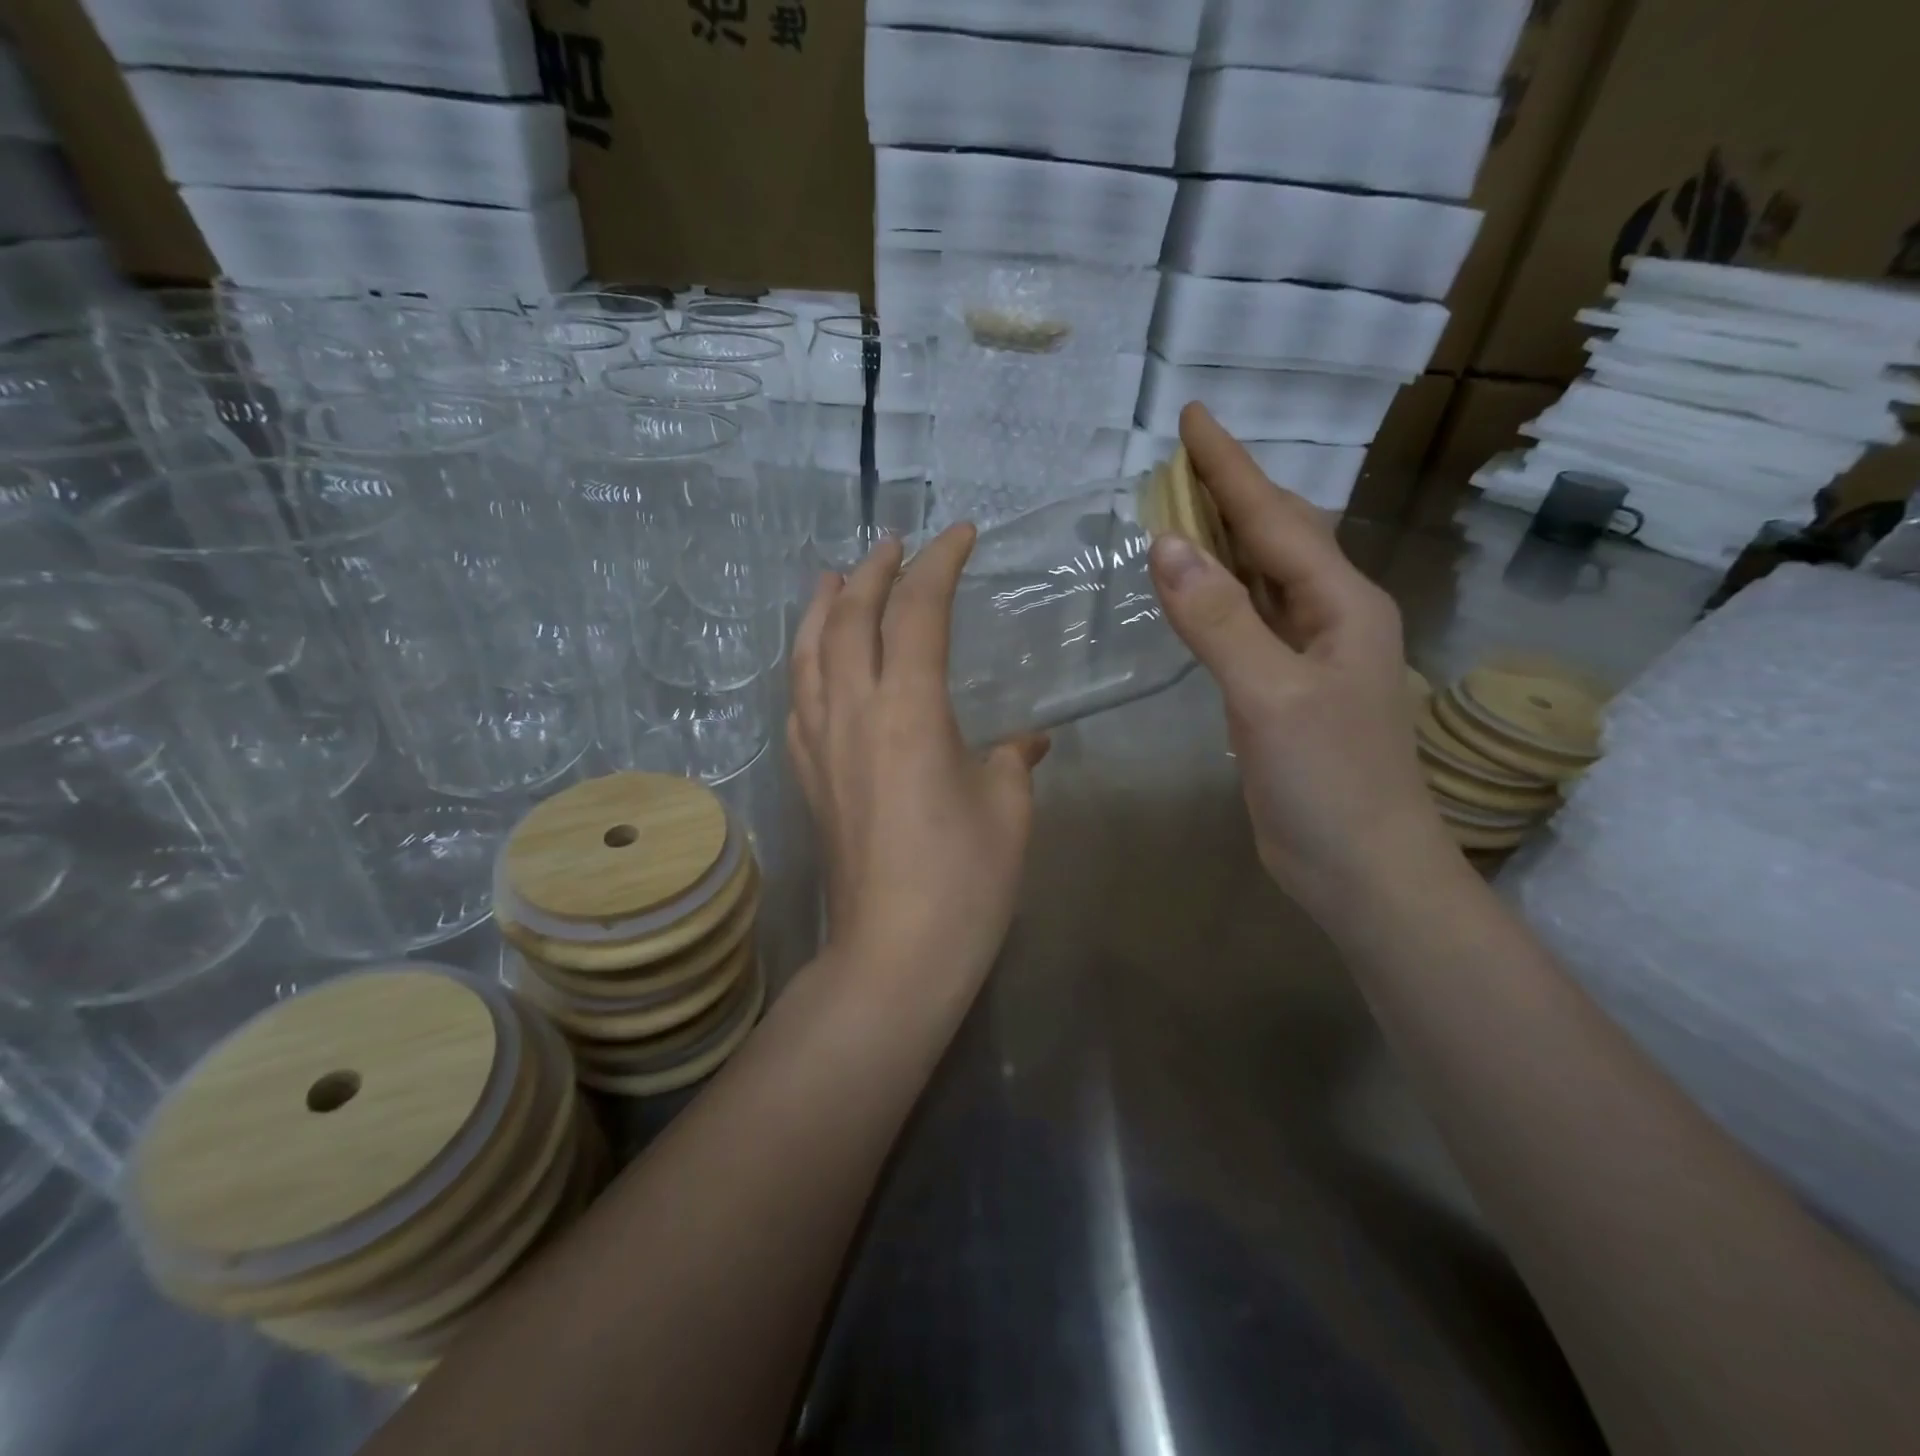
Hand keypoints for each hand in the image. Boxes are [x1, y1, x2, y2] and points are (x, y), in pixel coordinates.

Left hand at [788, 527, 1048, 989]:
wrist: (894, 954)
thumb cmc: (965, 880)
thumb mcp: (1007, 808)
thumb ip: (1013, 759)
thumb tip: (1029, 741)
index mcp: (909, 710)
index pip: (918, 612)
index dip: (939, 564)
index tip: (961, 535)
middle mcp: (852, 713)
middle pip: (851, 619)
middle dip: (873, 571)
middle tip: (894, 544)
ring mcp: (820, 745)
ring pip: (809, 654)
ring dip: (823, 607)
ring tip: (832, 578)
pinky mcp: (808, 777)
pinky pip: (797, 700)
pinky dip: (806, 664)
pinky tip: (815, 663)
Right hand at [1148, 404, 1450, 916]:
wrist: (1361, 867)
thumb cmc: (1329, 781)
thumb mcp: (1271, 696)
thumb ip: (1219, 620)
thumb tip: (1164, 544)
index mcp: (1342, 605)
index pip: (1275, 518)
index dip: (1230, 467)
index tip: (1192, 416)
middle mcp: (1331, 617)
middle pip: (1276, 536)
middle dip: (1229, 491)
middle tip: (1179, 457)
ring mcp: (1309, 656)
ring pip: (1261, 578)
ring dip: (1222, 540)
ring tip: (1179, 507)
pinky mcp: (1284, 690)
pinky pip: (1247, 621)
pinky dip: (1218, 594)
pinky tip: (1196, 588)